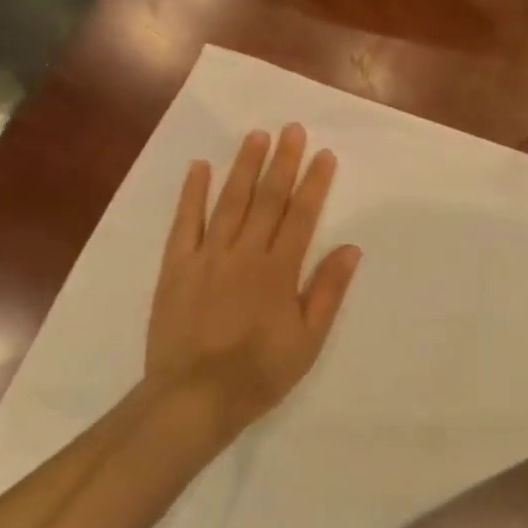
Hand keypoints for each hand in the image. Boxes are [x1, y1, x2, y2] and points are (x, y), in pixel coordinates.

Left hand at [146, 124, 362, 441]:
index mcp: (279, 271)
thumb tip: (351, 248)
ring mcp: (207, 256)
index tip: (323, 154)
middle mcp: (245, 254)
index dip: (314, 183)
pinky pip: (184, 223)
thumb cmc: (259, 373)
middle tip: (292, 129)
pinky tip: (199, 168)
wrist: (193, 398)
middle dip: (282, 162)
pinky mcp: (176, 267)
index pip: (301, 216)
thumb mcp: (307, 341)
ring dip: (244, 167)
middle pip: (267, 199)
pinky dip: (192, 194)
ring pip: (229, 202)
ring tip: (256, 136)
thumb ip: (327, 291)